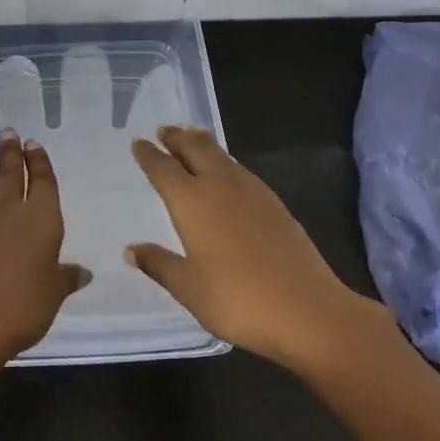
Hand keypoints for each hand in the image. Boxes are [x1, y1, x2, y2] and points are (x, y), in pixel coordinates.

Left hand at [0, 129, 90, 372]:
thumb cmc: (21, 308)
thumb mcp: (52, 296)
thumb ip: (65, 279)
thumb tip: (84, 272)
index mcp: (41, 220)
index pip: (43, 183)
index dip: (39, 163)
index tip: (33, 144)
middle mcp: (7, 208)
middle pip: (9, 173)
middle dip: (10, 151)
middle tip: (8, 131)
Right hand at [126, 125, 398, 373]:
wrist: (308, 311)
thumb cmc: (237, 300)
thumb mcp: (188, 288)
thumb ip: (159, 264)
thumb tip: (131, 250)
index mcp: (192, 202)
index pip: (164, 169)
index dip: (149, 155)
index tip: (138, 142)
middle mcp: (221, 187)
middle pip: (196, 150)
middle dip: (178, 138)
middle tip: (164, 129)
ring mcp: (254, 194)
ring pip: (223, 156)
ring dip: (204, 144)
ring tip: (194, 137)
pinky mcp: (277, 206)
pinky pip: (242, 171)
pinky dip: (227, 162)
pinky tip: (229, 173)